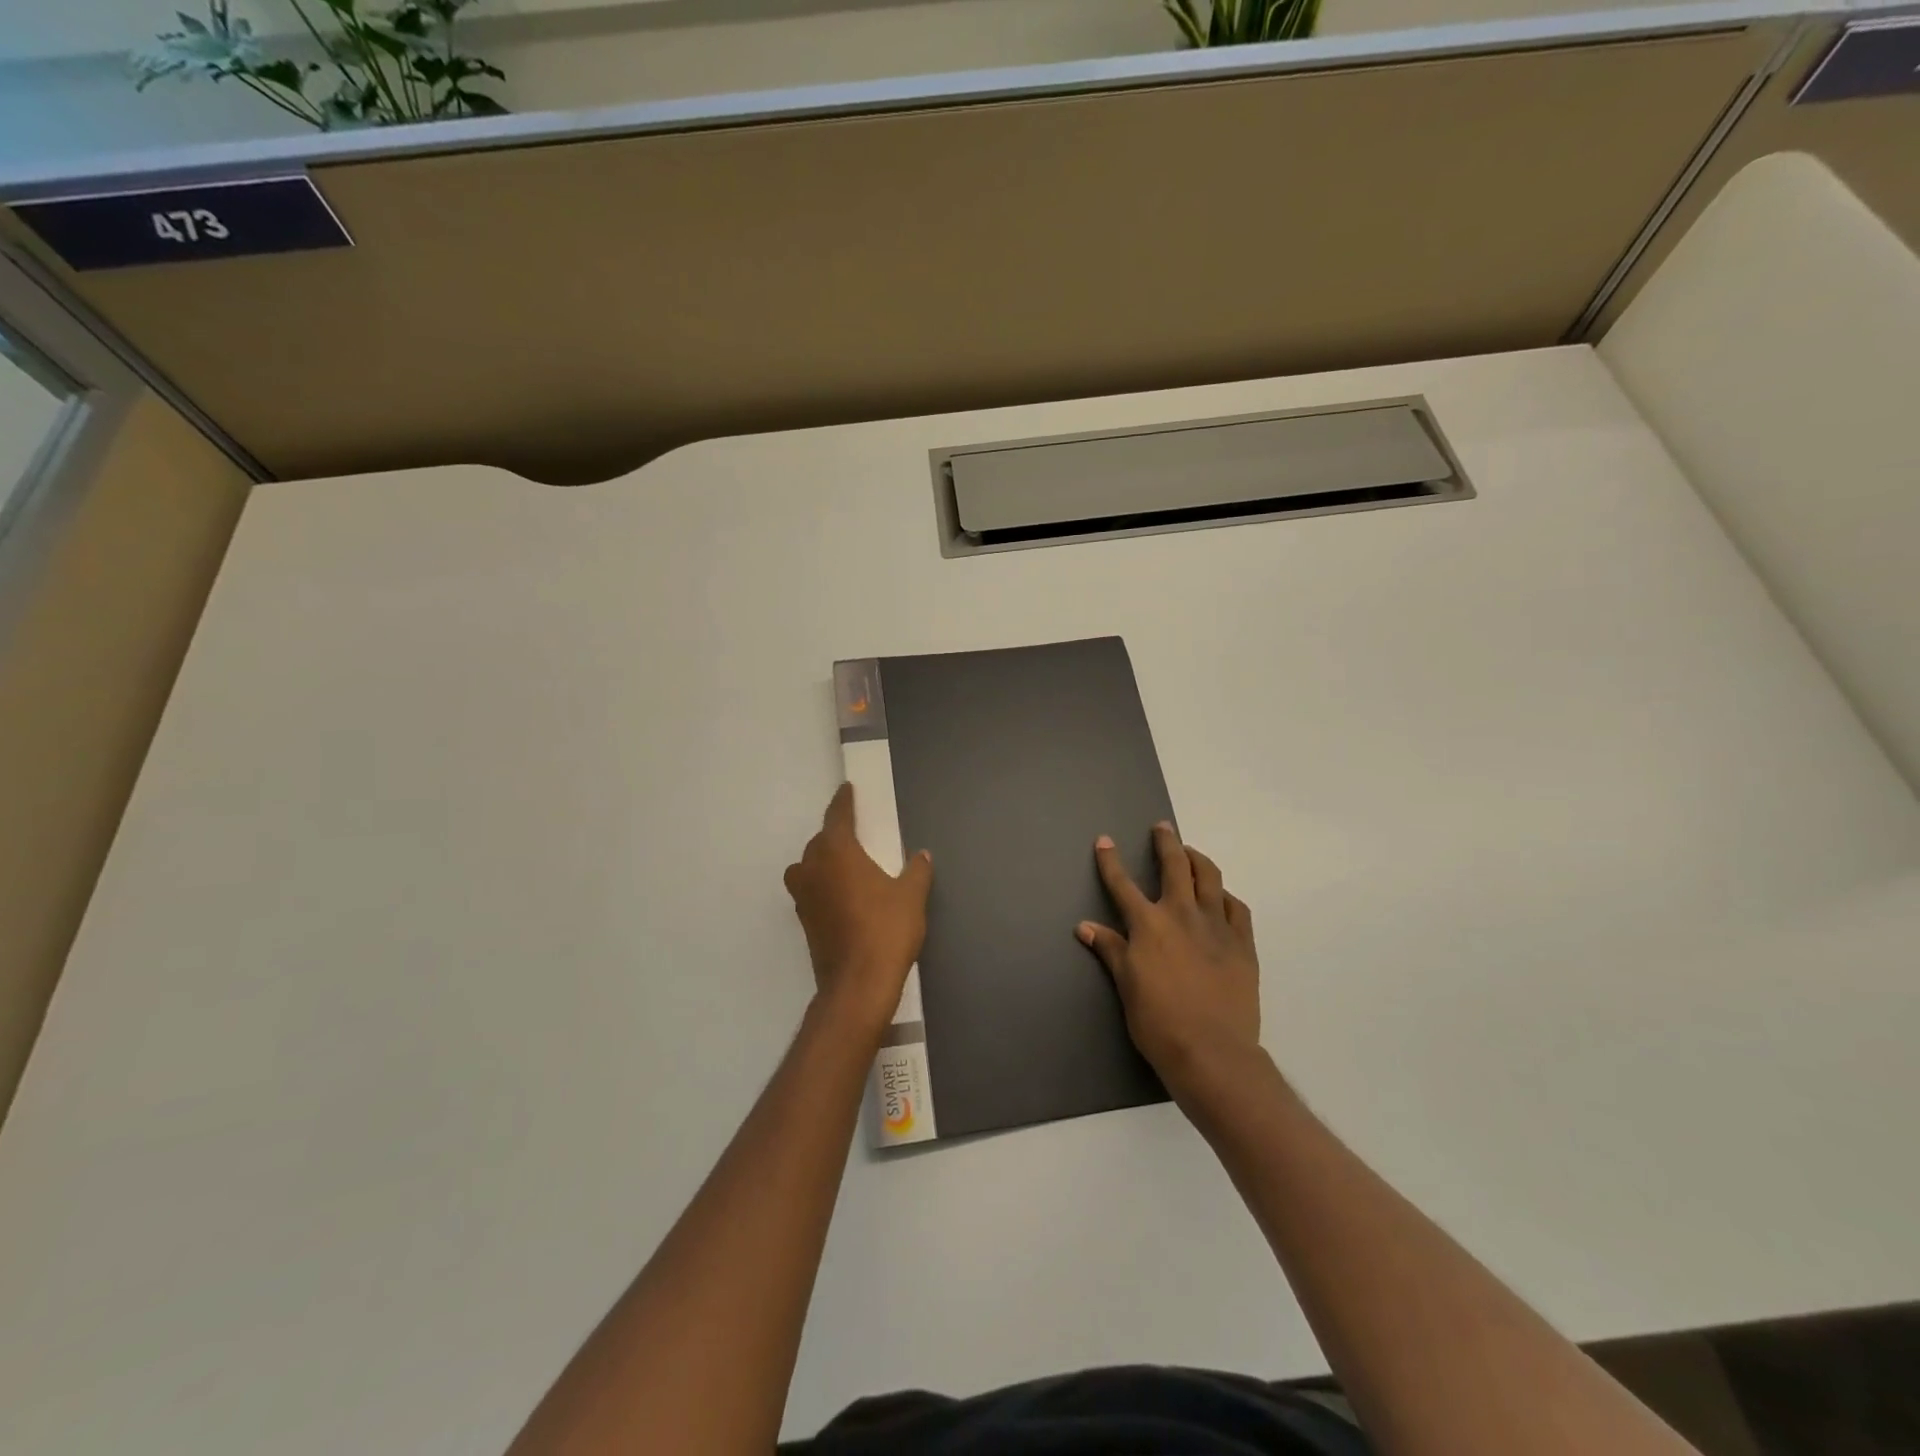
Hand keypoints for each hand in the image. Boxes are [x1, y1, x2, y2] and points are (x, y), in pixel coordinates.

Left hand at [784, 783, 933, 1036]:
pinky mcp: (804, 921)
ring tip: (848, 864)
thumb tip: (922, 856)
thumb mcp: (911, 896)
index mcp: (836, 851)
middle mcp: (812, 868)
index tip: (846, 790)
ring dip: (825, 861)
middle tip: (856, 832)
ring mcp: (804, 896)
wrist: (858, 984)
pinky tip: (844, 894)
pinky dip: (824, 885)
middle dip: (836, 835)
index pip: (837, 816)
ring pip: (810, 866)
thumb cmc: (886, 930)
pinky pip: (812, 889)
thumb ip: (916, 871)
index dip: (843, 802)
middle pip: (820, 842)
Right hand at [1078, 823, 1261, 1098]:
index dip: (1111, 861)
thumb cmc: (1158, 1022)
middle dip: (1166, 842)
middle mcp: (1182, 915)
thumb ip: (1110, 950)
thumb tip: (1085, 926)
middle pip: (1175, 866)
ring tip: (1192, 853)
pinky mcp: (1243, 943)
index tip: (1105, 841)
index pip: (1123, 884)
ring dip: (1198, 860)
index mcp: (1148, 925)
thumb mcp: (1126, 985)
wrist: (1212, 1052)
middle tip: (1162, 828)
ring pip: (1210, 878)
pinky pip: (1237, 908)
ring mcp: (1217, 926)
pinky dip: (1226, 896)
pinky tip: (1222, 897)